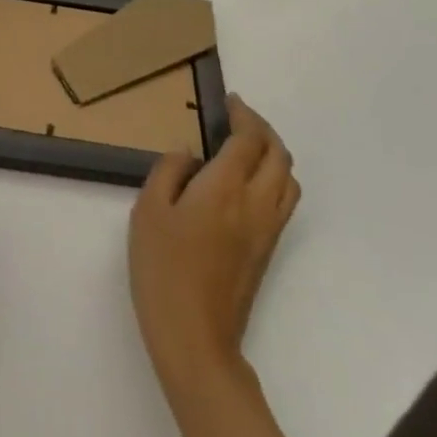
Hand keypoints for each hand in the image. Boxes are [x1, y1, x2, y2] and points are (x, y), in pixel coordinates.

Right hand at [129, 94, 299, 399]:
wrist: (194, 335)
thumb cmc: (163, 268)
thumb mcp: (148, 210)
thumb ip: (169, 171)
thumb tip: (189, 154)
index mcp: (226, 187)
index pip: (249, 140)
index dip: (243, 115)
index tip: (229, 101)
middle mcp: (257, 203)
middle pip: (279, 155)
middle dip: (263, 130)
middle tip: (238, 118)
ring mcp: (268, 229)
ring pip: (289, 179)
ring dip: (274, 154)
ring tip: (247, 146)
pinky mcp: (268, 250)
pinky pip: (284, 200)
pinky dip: (274, 178)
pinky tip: (247, 183)